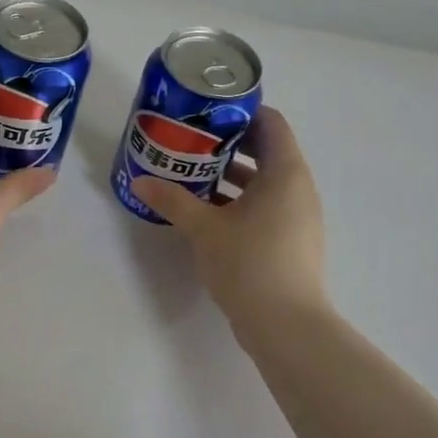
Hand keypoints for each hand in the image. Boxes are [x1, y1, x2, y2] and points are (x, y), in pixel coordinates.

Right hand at [130, 106, 326, 332]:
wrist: (286, 325)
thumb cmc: (249, 263)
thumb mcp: (204, 228)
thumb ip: (172, 201)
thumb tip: (140, 181)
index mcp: (285, 173)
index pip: (271, 123)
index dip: (242, 112)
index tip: (207, 112)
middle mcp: (297, 189)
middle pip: (266, 150)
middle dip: (229, 144)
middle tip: (191, 140)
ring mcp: (297, 217)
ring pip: (263, 182)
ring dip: (231, 174)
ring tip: (191, 172)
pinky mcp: (289, 240)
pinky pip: (264, 206)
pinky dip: (238, 200)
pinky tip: (205, 210)